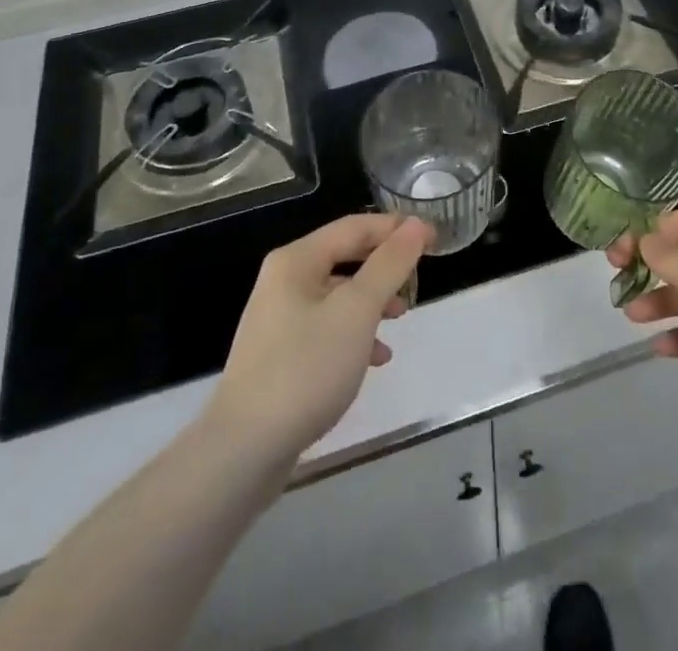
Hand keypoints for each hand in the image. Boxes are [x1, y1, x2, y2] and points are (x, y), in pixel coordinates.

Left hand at [209, 214, 432, 463]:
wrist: (244, 451)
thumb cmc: (305, 369)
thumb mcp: (357, 311)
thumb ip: (389, 264)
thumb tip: (415, 225)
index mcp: (297, 260)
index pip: (355, 227)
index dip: (397, 228)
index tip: (434, 239)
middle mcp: (284, 280)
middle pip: (345, 256)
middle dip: (385, 265)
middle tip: (419, 278)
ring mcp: (279, 318)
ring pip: (338, 294)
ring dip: (373, 300)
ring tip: (402, 318)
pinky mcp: (280, 354)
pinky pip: (326, 327)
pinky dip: (354, 333)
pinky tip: (375, 359)